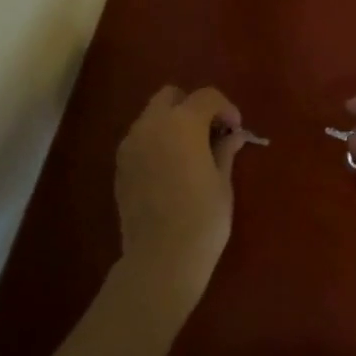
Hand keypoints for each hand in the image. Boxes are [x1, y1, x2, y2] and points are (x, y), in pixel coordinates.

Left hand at [114, 85, 248, 309]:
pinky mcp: (120, 166)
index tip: (236, 130)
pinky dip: (157, 143)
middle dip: (192, 107)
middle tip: (210, 134)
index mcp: (182, 123)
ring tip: (190, 154)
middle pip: (171, 96)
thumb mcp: (222, 182)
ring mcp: (130, 145)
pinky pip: (141, 140)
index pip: (206, 96)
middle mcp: (151, 125)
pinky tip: (171, 170)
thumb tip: (233, 135)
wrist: (160, 259)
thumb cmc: (203, 219)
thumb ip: (225, 150)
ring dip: (172, 124)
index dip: (226, 108)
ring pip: (152, 117)